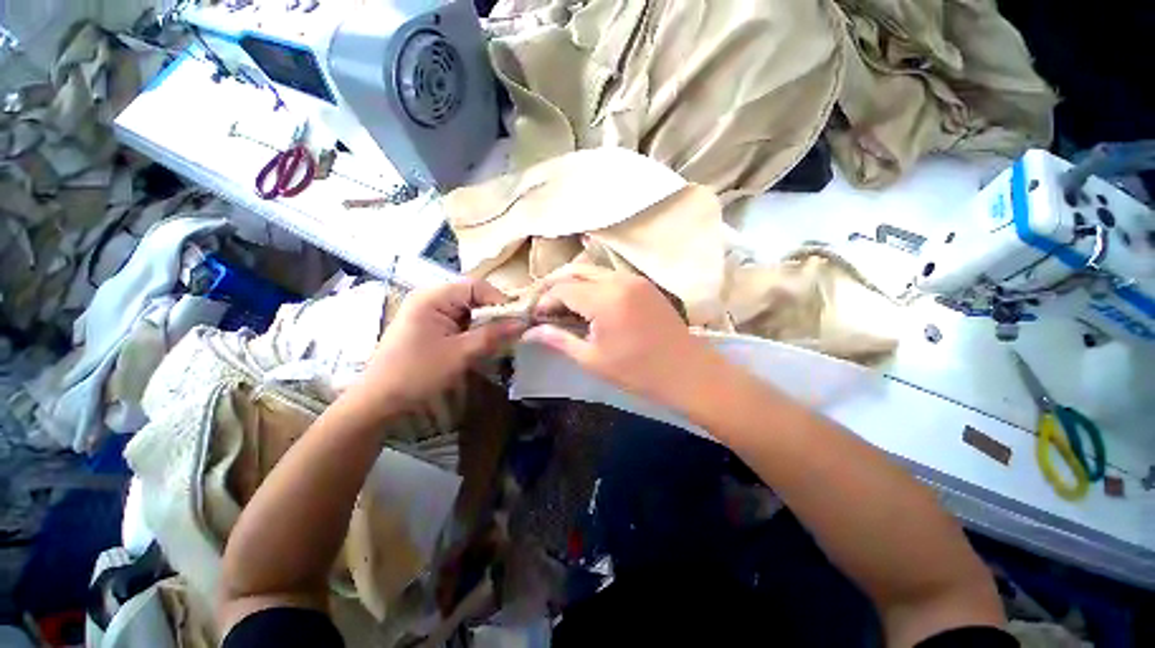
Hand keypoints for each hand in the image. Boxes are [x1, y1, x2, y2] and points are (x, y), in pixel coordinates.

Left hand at [353, 279, 524, 415]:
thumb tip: (523, 324)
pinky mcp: (431, 327)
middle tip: (511, 333)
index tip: (516, 321)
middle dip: (494, 315)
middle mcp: (431, 298)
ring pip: (469, 311)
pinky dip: (474, 332)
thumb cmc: (417, 373)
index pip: (477, 286)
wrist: (379, 401)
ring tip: (499, 341)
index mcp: (433, 297)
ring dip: (485, 325)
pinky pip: (460, 322)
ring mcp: (430, 313)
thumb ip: (493, 335)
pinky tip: (481, 346)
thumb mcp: (460, 353)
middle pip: (473, 297)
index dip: (499, 301)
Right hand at [523, 271, 725, 409]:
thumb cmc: (638, 372)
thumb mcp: (592, 359)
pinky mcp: (643, 284)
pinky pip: (609, 276)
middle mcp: (618, 280)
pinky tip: (589, 305)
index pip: (562, 289)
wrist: (688, 372)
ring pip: (592, 271)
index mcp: (605, 299)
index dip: (544, 302)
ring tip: (564, 308)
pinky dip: (593, 286)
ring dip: (574, 285)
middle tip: (545, 309)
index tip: (536, 319)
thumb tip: (529, 333)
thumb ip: (558, 340)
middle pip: (575, 271)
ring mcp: (634, 279)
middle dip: (555, 287)